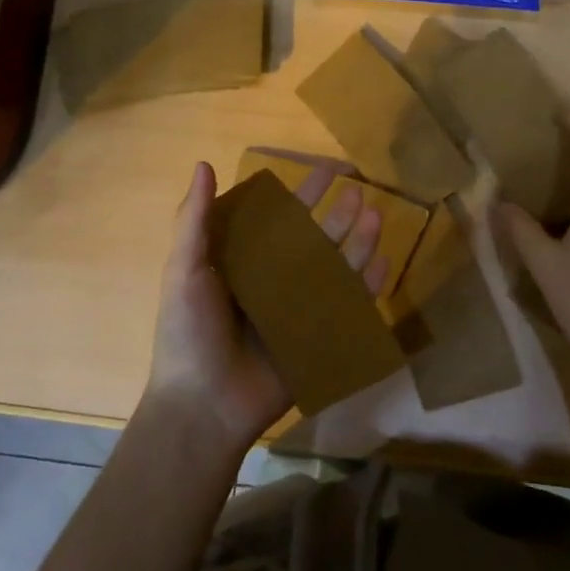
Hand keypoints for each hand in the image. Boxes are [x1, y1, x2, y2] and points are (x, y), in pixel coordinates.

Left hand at [145, 160, 390, 456]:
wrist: (204, 406)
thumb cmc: (188, 334)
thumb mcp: (184, 271)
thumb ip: (195, 220)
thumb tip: (203, 164)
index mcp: (245, 260)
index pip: (280, 216)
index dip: (302, 191)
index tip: (327, 168)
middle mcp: (276, 279)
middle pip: (315, 239)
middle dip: (337, 213)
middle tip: (358, 189)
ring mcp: (300, 309)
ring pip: (337, 268)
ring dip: (357, 242)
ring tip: (375, 217)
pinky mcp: (319, 337)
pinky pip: (350, 307)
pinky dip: (368, 286)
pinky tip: (385, 263)